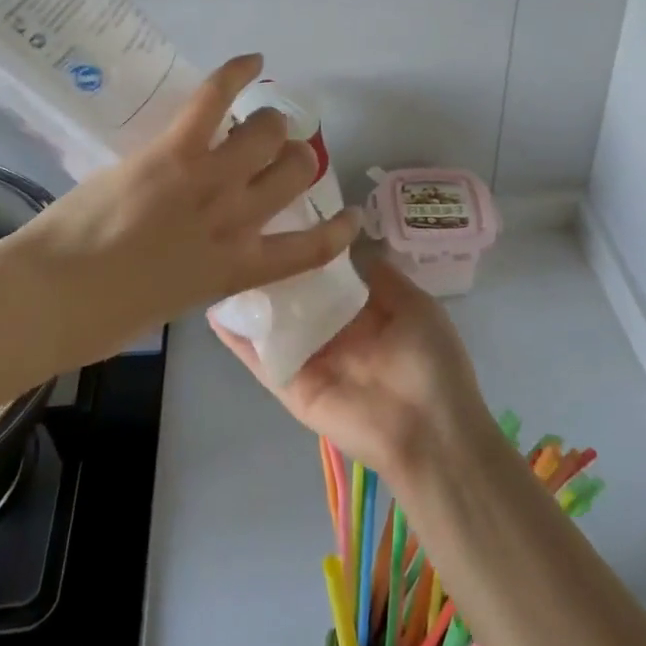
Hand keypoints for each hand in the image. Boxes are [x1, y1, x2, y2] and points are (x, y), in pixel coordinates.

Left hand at [0, 54, 360, 360]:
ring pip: (268, 132)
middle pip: (296, 171)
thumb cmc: (103, 317)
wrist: (51, 298)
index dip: (338, 230)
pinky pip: (215, 98)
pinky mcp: (174, 150)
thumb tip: (201, 248)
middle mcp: (237, 221)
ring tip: (259, 119)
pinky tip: (254, 61)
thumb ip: (201, 270)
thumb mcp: (172, 301)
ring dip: (270, 122)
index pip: (310, 250)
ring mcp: (208, 181)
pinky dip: (237, 73)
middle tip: (275, 154)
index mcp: (236, 269)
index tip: (349, 217)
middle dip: (295, 158)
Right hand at [213, 257, 491, 480]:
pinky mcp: (291, 386)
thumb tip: (347, 242)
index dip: (306, 247)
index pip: (324, 274)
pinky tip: (215, 309)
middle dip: (272, 268)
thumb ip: (379, 276)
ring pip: (271, 323)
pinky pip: (261, 358)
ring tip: (217, 260)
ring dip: (249, 298)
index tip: (281, 215)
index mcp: (361, 311)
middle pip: (293, 295)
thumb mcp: (414, 305)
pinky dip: (238, 338)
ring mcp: (308, 358)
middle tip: (240, 231)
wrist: (430, 430)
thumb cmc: (430, 361)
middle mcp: (330, 331)